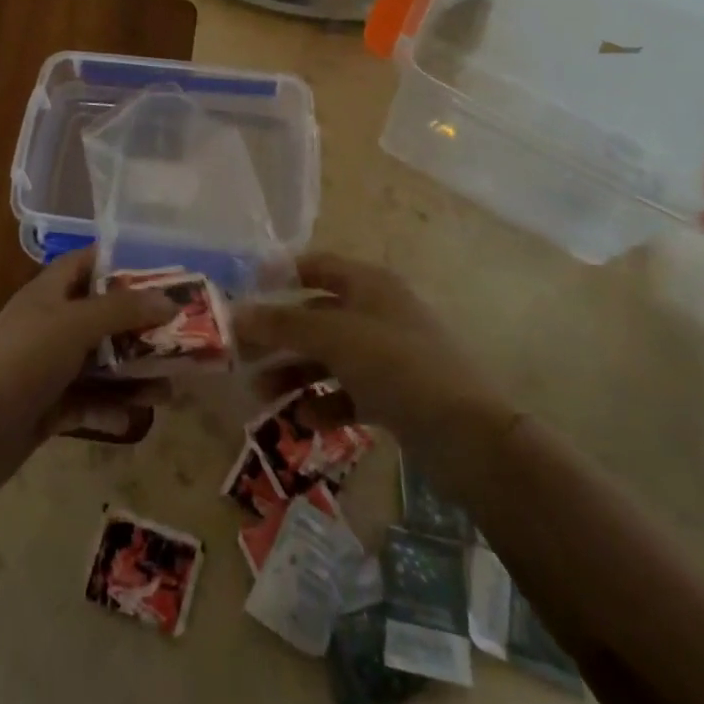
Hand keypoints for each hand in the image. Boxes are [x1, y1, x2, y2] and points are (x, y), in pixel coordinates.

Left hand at [0, 251, 175, 502]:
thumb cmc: (22, 360)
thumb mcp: (75, 324)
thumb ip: (122, 310)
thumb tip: (168, 300)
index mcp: (50, 292)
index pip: (90, 263)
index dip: (124, 264)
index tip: (165, 273)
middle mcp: (51, 324)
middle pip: (103, 317)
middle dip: (141, 327)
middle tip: (182, 335)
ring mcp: (48, 367)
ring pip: (101, 363)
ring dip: (134, 373)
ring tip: (172, 385)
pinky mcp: (47, 407)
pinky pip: (88, 401)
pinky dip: (112, 407)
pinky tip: (139, 417)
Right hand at [237, 254, 509, 445]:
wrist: (468, 437)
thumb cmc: (397, 366)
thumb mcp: (335, 337)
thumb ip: (284, 324)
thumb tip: (236, 314)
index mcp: (369, 284)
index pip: (316, 266)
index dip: (280, 275)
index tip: (243, 294)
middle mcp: (377, 311)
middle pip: (317, 314)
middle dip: (279, 334)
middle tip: (241, 354)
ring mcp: (387, 355)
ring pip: (329, 355)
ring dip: (295, 371)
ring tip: (260, 393)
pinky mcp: (394, 395)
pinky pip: (347, 391)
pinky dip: (323, 402)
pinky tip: (302, 421)